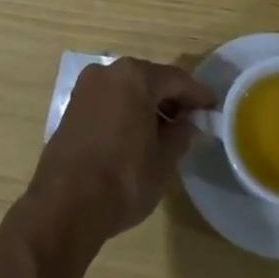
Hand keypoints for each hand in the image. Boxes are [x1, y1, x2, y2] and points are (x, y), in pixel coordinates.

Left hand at [28, 58, 215, 245]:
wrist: (65, 204)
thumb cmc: (123, 178)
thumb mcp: (164, 160)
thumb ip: (180, 136)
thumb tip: (186, 125)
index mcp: (134, 76)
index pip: (176, 80)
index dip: (197, 95)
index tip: (213, 108)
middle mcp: (107, 72)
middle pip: (148, 79)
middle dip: (170, 98)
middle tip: (190, 120)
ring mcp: (85, 89)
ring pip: (126, 90)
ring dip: (146, 105)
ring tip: (165, 132)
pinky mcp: (71, 109)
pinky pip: (108, 102)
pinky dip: (125, 112)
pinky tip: (137, 136)